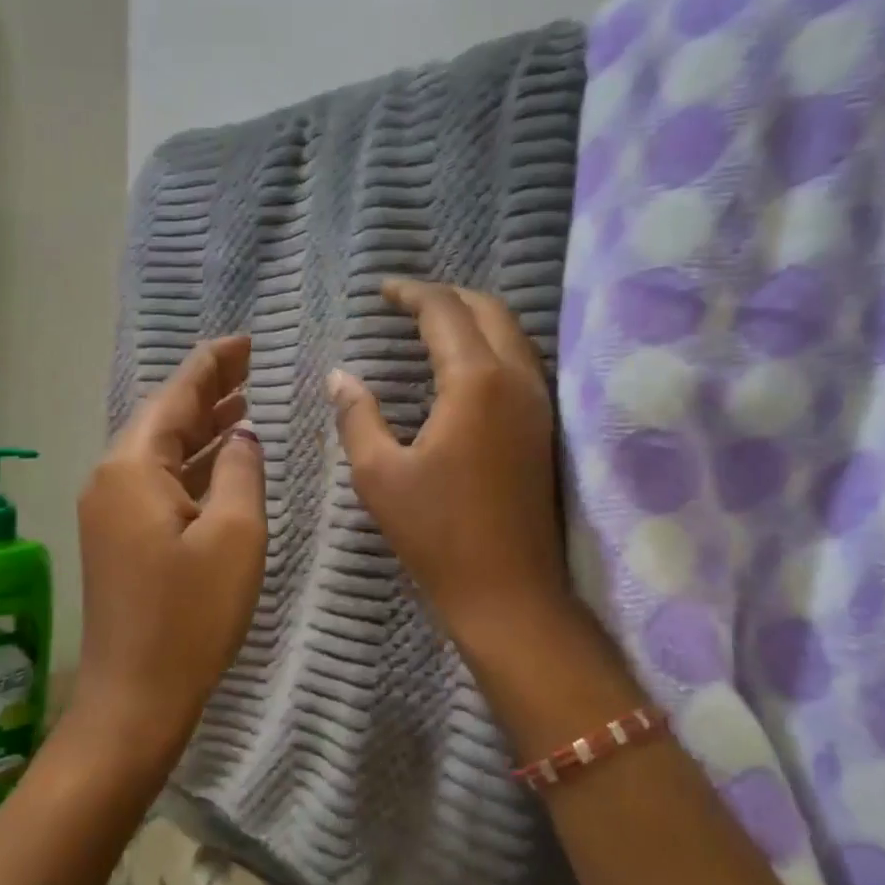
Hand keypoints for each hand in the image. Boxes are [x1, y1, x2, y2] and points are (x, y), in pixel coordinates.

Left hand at [76, 336, 265, 763]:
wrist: (135, 698)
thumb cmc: (191, 615)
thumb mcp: (234, 536)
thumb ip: (240, 471)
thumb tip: (240, 436)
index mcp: (132, 468)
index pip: (175, 397)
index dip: (212, 365)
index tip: (244, 340)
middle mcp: (110, 480)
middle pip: (163, 419)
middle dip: (207, 391)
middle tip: (250, 365)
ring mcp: (109, 512)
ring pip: (160, 453)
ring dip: (200, 429)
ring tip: (243, 403)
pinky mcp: (118, 540)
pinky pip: (157, 484)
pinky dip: (191, 467)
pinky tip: (220, 462)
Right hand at [327, 280, 570, 641]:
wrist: (510, 593)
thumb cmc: (438, 534)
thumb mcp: (379, 475)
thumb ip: (357, 416)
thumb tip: (341, 377)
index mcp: (476, 382)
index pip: (445, 311)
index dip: (411, 293)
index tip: (382, 292)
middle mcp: (517, 380)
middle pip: (489, 310)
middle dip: (448, 296)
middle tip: (407, 304)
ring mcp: (538, 404)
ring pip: (511, 335)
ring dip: (473, 319)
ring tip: (432, 328)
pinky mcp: (543, 429)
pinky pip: (519, 364)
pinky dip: (490, 347)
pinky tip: (461, 370)